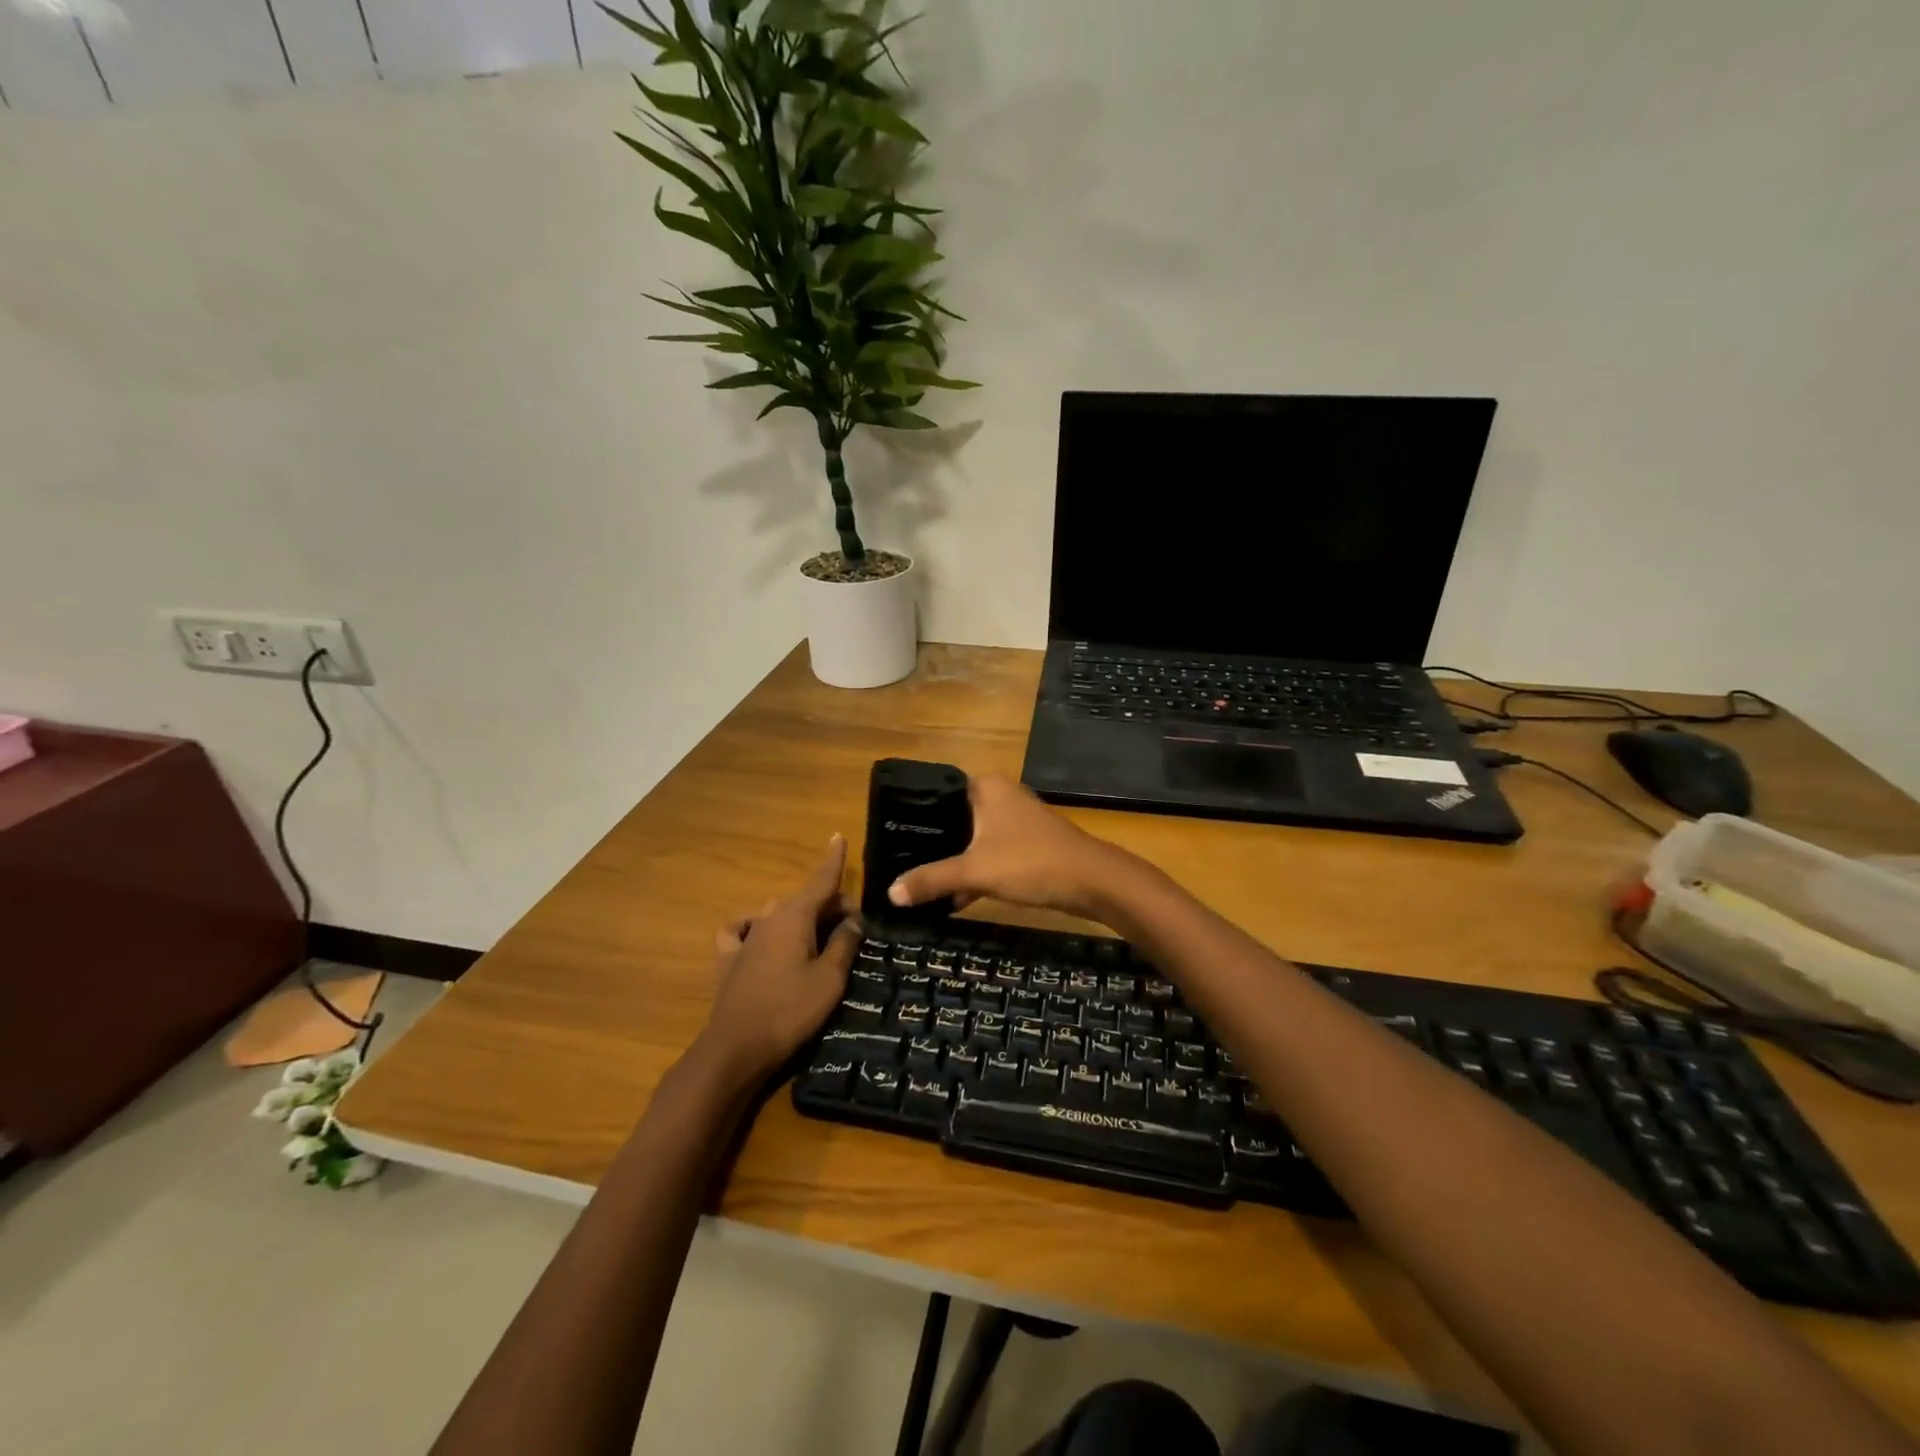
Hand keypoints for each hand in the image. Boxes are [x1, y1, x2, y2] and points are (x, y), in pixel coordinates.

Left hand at [696, 836, 862, 1086]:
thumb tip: (855, 918)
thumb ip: (844, 944)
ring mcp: (745, 938)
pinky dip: (753, 927)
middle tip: (853, 930)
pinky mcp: (728, 960)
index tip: (838, 836)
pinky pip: (741, 930)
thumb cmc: (790, 1011)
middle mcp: (768, 918)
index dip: (833, 859)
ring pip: (776, 913)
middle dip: (829, 906)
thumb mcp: (830, 979)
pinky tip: (758, 936)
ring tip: (817, 939)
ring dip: (799, 918)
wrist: (736, 1048)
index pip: (820, 880)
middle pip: (805, 900)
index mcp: (795, 917)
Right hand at [886, 774, 1143, 922]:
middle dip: (932, 840)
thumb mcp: (975, 872)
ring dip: (954, 859)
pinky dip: (976, 871)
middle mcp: (1001, 795)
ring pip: (973, 837)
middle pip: (954, 816)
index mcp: (986, 786)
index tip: (890, 833)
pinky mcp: (1028, 843)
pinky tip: (954, 898)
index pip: (939, 790)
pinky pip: (991, 852)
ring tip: (919, 881)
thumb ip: (932, 879)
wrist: (1093, 881)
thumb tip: (890, 893)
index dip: (915, 812)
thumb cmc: (1030, 862)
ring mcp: (1017, 819)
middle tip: (898, 860)